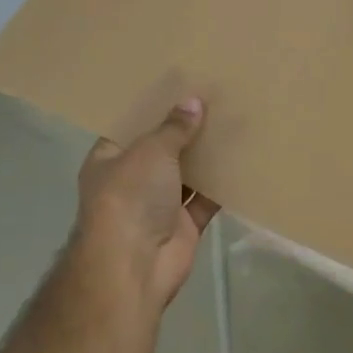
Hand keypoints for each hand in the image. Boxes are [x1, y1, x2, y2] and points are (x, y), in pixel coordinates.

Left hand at [73, 98, 220, 314]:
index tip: (179, 85)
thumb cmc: (130, 196)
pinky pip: (205, 199)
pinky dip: (221, 185)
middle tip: (214, 99)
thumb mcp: (151, 151)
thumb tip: (194, 102)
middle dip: (185, 130)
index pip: (130, 127)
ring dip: (206, 156)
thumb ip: (174, 127)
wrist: (134, 266)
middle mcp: (131, 180)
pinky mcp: (183, 226)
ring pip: (186, 174)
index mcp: (109, 159)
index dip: (153, 108)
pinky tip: (242, 160)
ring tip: (232, 122)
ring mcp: (157, 205)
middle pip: (161, 149)